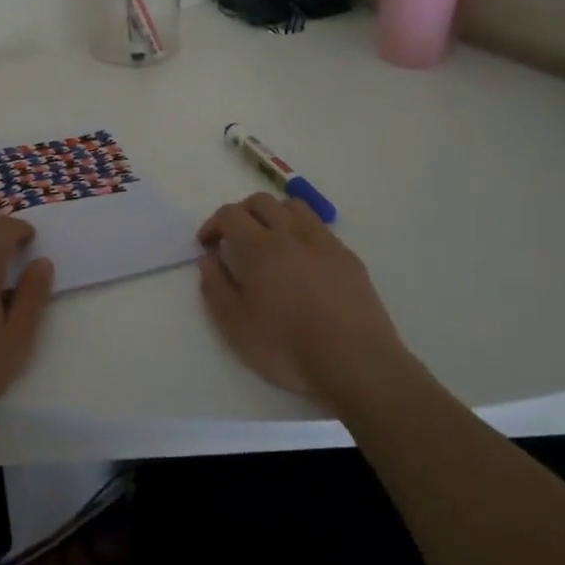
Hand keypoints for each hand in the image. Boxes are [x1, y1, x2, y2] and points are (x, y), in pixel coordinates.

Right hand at [198, 192, 409, 410]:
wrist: (356, 362)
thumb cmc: (289, 348)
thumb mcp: (237, 327)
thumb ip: (216, 288)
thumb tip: (208, 259)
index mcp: (259, 248)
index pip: (230, 214)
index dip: (214, 223)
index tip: (207, 243)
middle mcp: (290, 234)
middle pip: (261, 201)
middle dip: (241, 213)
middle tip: (234, 238)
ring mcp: (323, 242)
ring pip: (293, 207)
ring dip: (273, 213)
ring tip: (269, 239)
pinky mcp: (347, 256)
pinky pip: (319, 227)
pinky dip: (301, 230)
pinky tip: (302, 259)